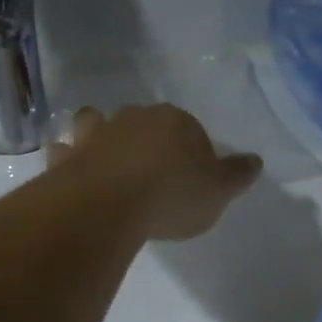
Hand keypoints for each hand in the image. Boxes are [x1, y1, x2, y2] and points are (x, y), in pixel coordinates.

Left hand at [49, 104, 261, 241]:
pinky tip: (71, 169)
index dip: (189, 148)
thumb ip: (237, 174)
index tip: (189, 174)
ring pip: (97, 122)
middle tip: (150, 168)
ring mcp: (96, 133)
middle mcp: (134, 118)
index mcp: (175, 121)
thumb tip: (255, 160)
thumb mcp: (218, 191)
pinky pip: (66, 151)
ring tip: (104, 156)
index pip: (188, 127)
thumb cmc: (172, 195)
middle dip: (145, 137)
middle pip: (143, 121)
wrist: (109, 203)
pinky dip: (68, 157)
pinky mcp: (67, 155)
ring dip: (99, 133)